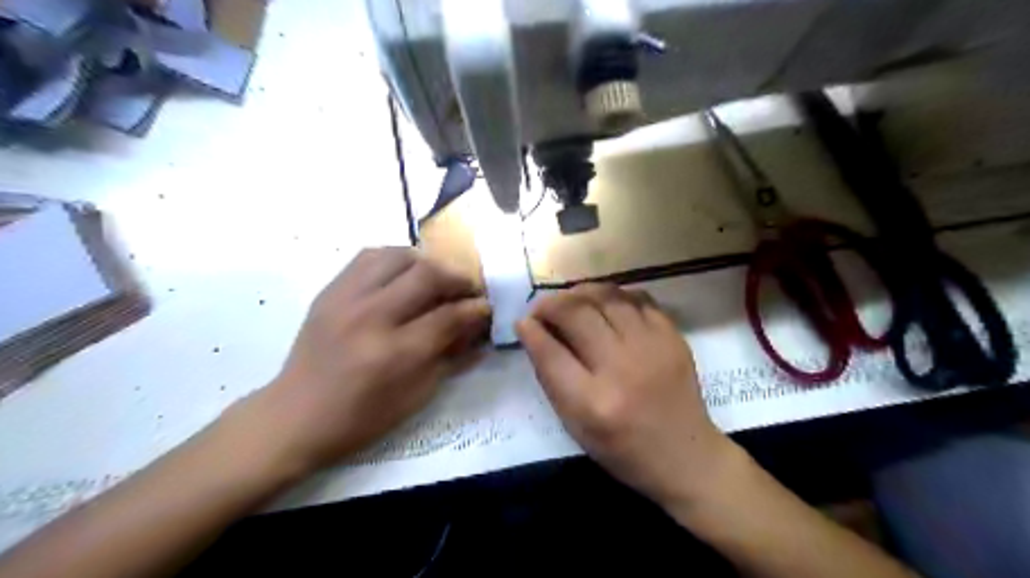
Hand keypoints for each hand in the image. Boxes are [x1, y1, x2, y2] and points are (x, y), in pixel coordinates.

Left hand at [252, 247, 488, 471]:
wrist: (295, 416)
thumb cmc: (361, 418)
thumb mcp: (416, 396)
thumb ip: (453, 357)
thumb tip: (480, 330)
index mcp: (394, 354)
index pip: (448, 316)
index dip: (475, 309)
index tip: (486, 307)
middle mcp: (371, 317)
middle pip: (427, 275)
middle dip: (458, 278)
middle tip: (468, 289)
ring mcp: (346, 299)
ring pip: (398, 256)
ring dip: (427, 263)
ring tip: (437, 278)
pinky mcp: (330, 291)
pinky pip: (369, 256)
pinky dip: (395, 259)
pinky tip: (403, 274)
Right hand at [520, 286, 736, 507]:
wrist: (685, 455)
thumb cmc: (622, 449)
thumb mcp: (575, 425)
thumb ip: (551, 378)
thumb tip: (532, 332)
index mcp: (593, 402)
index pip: (550, 352)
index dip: (530, 330)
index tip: (523, 322)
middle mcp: (622, 368)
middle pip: (576, 314)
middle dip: (550, 304)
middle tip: (542, 309)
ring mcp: (652, 347)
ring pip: (606, 296)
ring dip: (580, 293)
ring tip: (570, 301)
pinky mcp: (672, 336)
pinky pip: (636, 298)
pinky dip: (613, 295)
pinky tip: (604, 305)